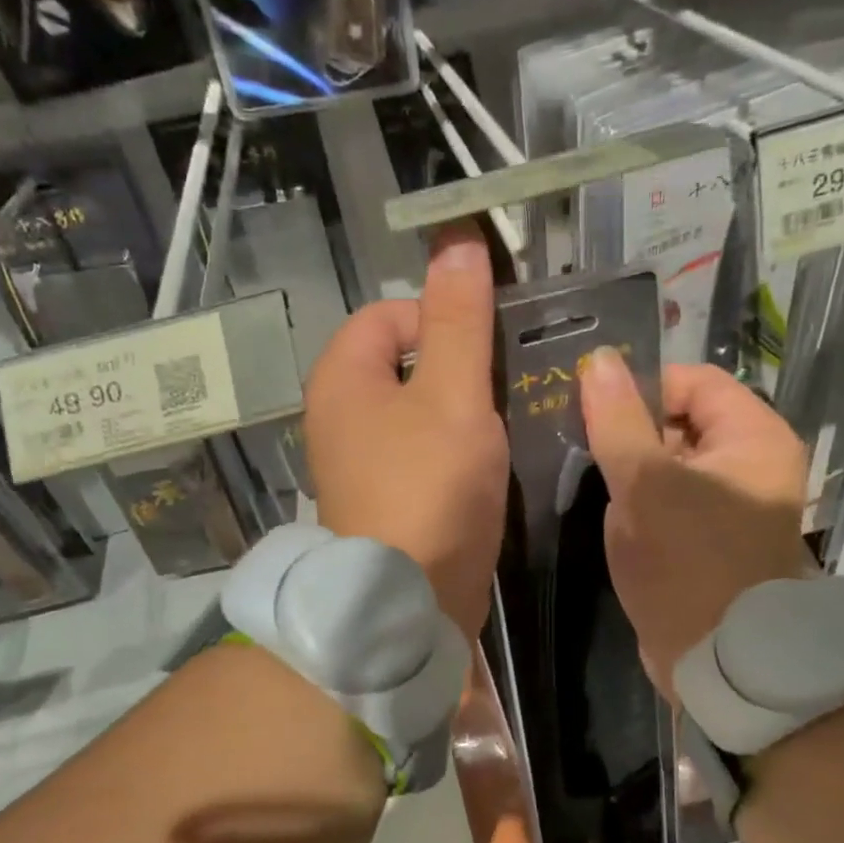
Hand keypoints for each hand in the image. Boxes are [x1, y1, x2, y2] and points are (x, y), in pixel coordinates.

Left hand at [305, 226, 508, 638]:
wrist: (406, 602)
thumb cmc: (428, 488)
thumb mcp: (452, 394)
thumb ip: (458, 320)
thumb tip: (457, 239)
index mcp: (342, 378)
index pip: (389, 314)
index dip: (441, 319)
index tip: (488, 353)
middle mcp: (338, 416)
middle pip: (404, 364)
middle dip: (458, 369)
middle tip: (505, 392)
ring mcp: (357, 464)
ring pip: (417, 413)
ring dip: (461, 414)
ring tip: (504, 429)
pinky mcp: (382, 502)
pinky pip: (420, 456)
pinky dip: (452, 454)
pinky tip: (486, 470)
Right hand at [580, 353, 811, 695]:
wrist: (721, 665)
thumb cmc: (688, 563)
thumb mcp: (645, 485)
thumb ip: (619, 420)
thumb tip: (599, 360)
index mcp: (753, 437)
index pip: (693, 382)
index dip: (642, 389)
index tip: (593, 414)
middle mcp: (753, 464)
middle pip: (682, 422)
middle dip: (632, 434)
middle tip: (586, 453)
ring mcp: (735, 506)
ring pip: (673, 465)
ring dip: (633, 473)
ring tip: (595, 487)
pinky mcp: (714, 541)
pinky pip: (674, 503)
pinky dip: (644, 505)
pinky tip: (614, 519)